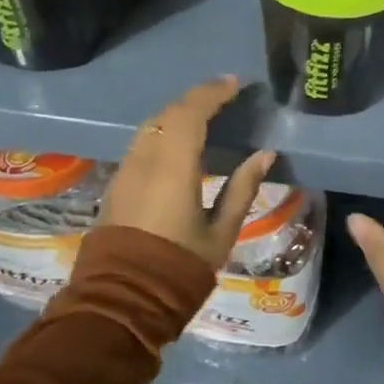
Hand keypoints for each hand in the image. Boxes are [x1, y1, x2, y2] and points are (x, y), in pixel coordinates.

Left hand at [101, 76, 276, 270]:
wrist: (122, 300)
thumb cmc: (179, 268)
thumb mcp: (221, 232)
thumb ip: (242, 188)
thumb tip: (265, 154)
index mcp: (173, 167)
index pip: (192, 113)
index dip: (213, 93)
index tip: (235, 83)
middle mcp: (145, 160)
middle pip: (168, 114)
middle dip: (196, 98)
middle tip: (224, 95)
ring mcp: (126, 171)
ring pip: (151, 126)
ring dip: (177, 113)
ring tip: (204, 113)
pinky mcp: (117, 184)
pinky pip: (143, 143)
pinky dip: (164, 131)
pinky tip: (180, 141)